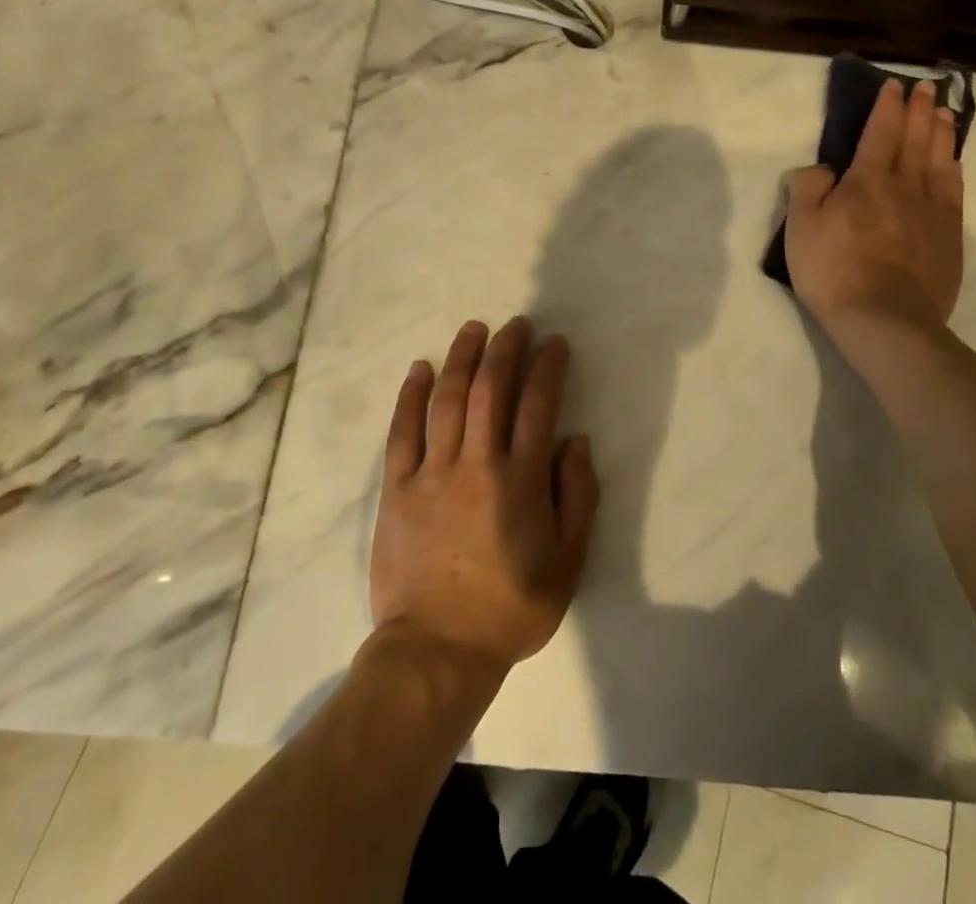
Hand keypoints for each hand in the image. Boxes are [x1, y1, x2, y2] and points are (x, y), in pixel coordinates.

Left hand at [369, 317, 599, 675]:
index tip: (555, 343)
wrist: (437, 650)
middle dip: (506, 349)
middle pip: (491, 389)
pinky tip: (420, 369)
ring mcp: (433, 472)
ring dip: (462, 358)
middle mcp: (478, 463)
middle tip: (517, 324)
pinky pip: (403, 431)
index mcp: (522, 480)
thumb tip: (576, 441)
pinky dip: (412, 396)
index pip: (539, 405)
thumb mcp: (568, 563)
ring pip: (448, 399)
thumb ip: (577, 497)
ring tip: (474, 329)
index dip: (549, 367)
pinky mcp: (397, 488)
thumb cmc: (510, 608)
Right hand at [785, 78, 963, 341]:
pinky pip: (954, 191)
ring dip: (941, 133)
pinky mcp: (949, 237)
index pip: (880, 133)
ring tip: (944, 113)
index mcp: (867, 181)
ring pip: (940, 160)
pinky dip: (954, 169)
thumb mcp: (801, 228)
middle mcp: (905, 187)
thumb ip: (808, 189)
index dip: (886, 107)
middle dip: (919, 110)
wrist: (885, 321)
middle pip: (915, 139)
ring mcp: (932, 212)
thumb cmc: (834, 272)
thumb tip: (824, 170)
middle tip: (926, 88)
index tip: (894, 86)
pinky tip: (955, 163)